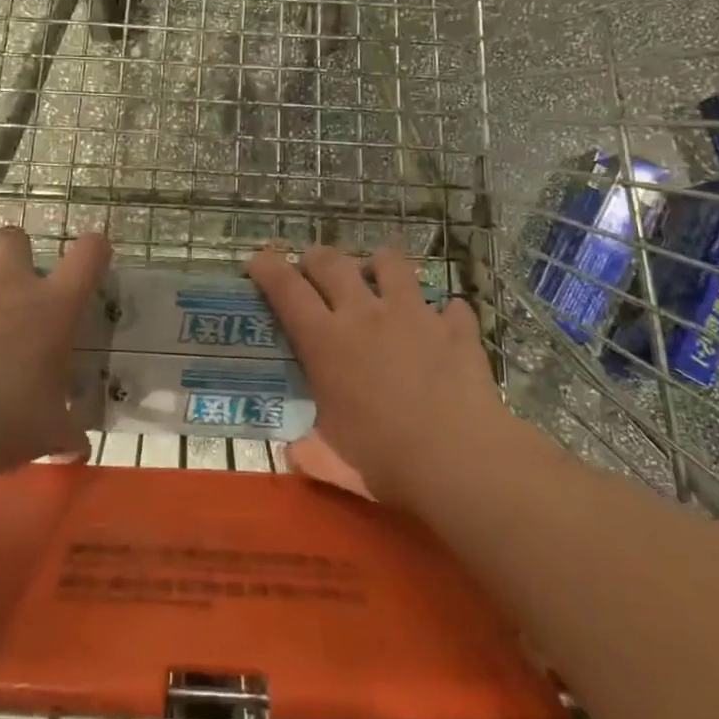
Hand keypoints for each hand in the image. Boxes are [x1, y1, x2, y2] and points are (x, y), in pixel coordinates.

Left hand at [0, 227, 110, 476]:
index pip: (88, 255)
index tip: (95, 255)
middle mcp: (10, 288)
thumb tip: (78, 451)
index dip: (95, 249)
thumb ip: (66, 434)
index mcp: (54, 307)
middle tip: (20, 285)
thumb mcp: (50, 432)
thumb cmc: (10, 417)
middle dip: (18, 251)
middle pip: (14, 239)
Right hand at [247, 244, 507, 510]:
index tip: (258, 262)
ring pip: (391, 263)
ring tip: (378, 275)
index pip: (286, 289)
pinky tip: (444, 325)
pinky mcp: (455, 327)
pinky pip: (450, 305)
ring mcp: (414, 314)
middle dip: (316, 258)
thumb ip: (310, 452)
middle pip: (332, 262)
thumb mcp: (334, 460)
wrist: (460, 459)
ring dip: (379, 264)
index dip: (268, 268)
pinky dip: (443, 313)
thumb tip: (296, 452)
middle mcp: (365, 314)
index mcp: (326, 341)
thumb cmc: (385, 460)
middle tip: (313, 267)